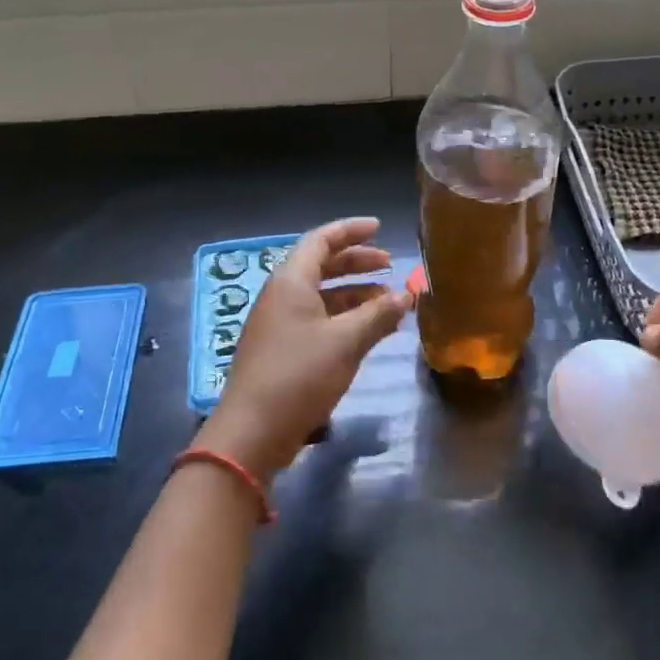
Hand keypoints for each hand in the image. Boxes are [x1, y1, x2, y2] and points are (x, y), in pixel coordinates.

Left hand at [195, 217, 411, 482]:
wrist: (253, 431)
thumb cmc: (300, 374)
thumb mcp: (346, 341)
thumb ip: (379, 315)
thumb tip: (406, 295)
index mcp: (291, 281)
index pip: (321, 240)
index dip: (351, 231)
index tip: (380, 228)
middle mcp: (282, 296)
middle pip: (321, 266)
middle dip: (357, 263)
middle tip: (389, 266)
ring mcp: (279, 324)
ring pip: (322, 296)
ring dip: (355, 295)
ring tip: (388, 303)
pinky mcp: (282, 350)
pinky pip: (318, 321)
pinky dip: (345, 319)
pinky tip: (370, 333)